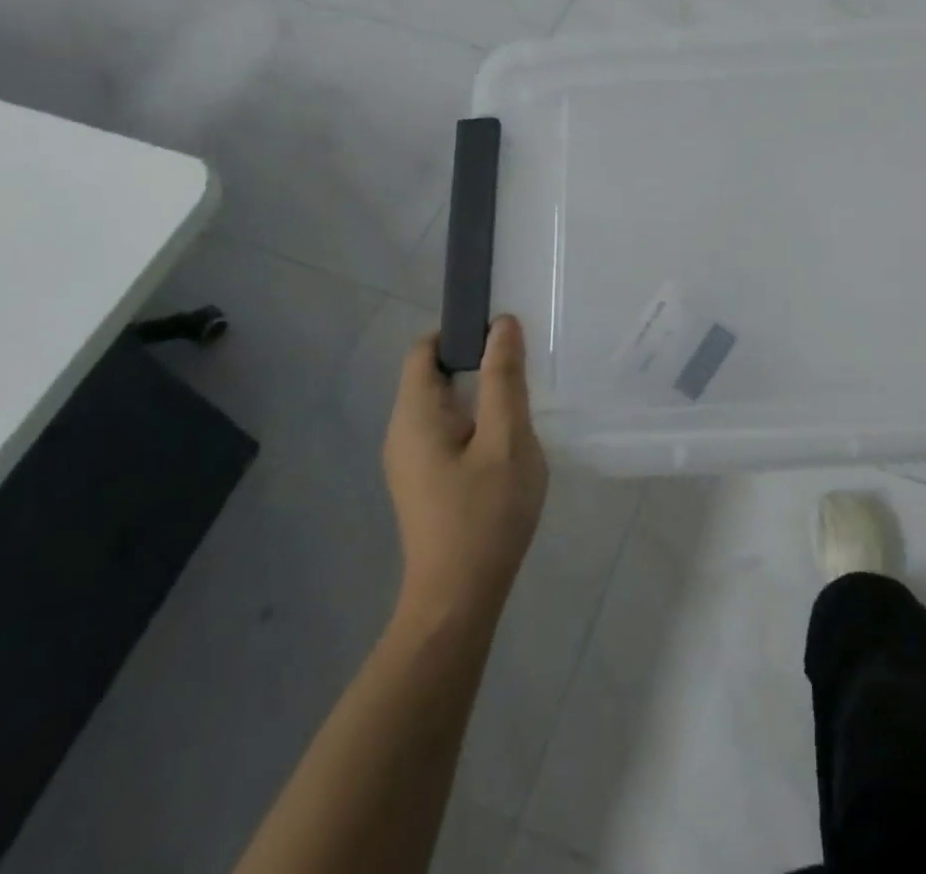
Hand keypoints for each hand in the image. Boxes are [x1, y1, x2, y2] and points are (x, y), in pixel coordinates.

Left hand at [384, 316, 547, 625]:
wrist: (458, 600)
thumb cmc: (485, 514)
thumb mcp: (506, 439)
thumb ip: (505, 378)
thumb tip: (502, 324)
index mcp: (415, 414)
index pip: (425, 349)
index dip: (460, 331)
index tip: (503, 334)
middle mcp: (402, 431)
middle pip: (433, 375)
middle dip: (477, 362)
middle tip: (523, 368)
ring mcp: (409, 460)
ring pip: (443, 405)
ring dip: (480, 394)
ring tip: (521, 403)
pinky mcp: (422, 481)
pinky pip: (446, 431)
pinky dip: (474, 421)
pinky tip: (506, 442)